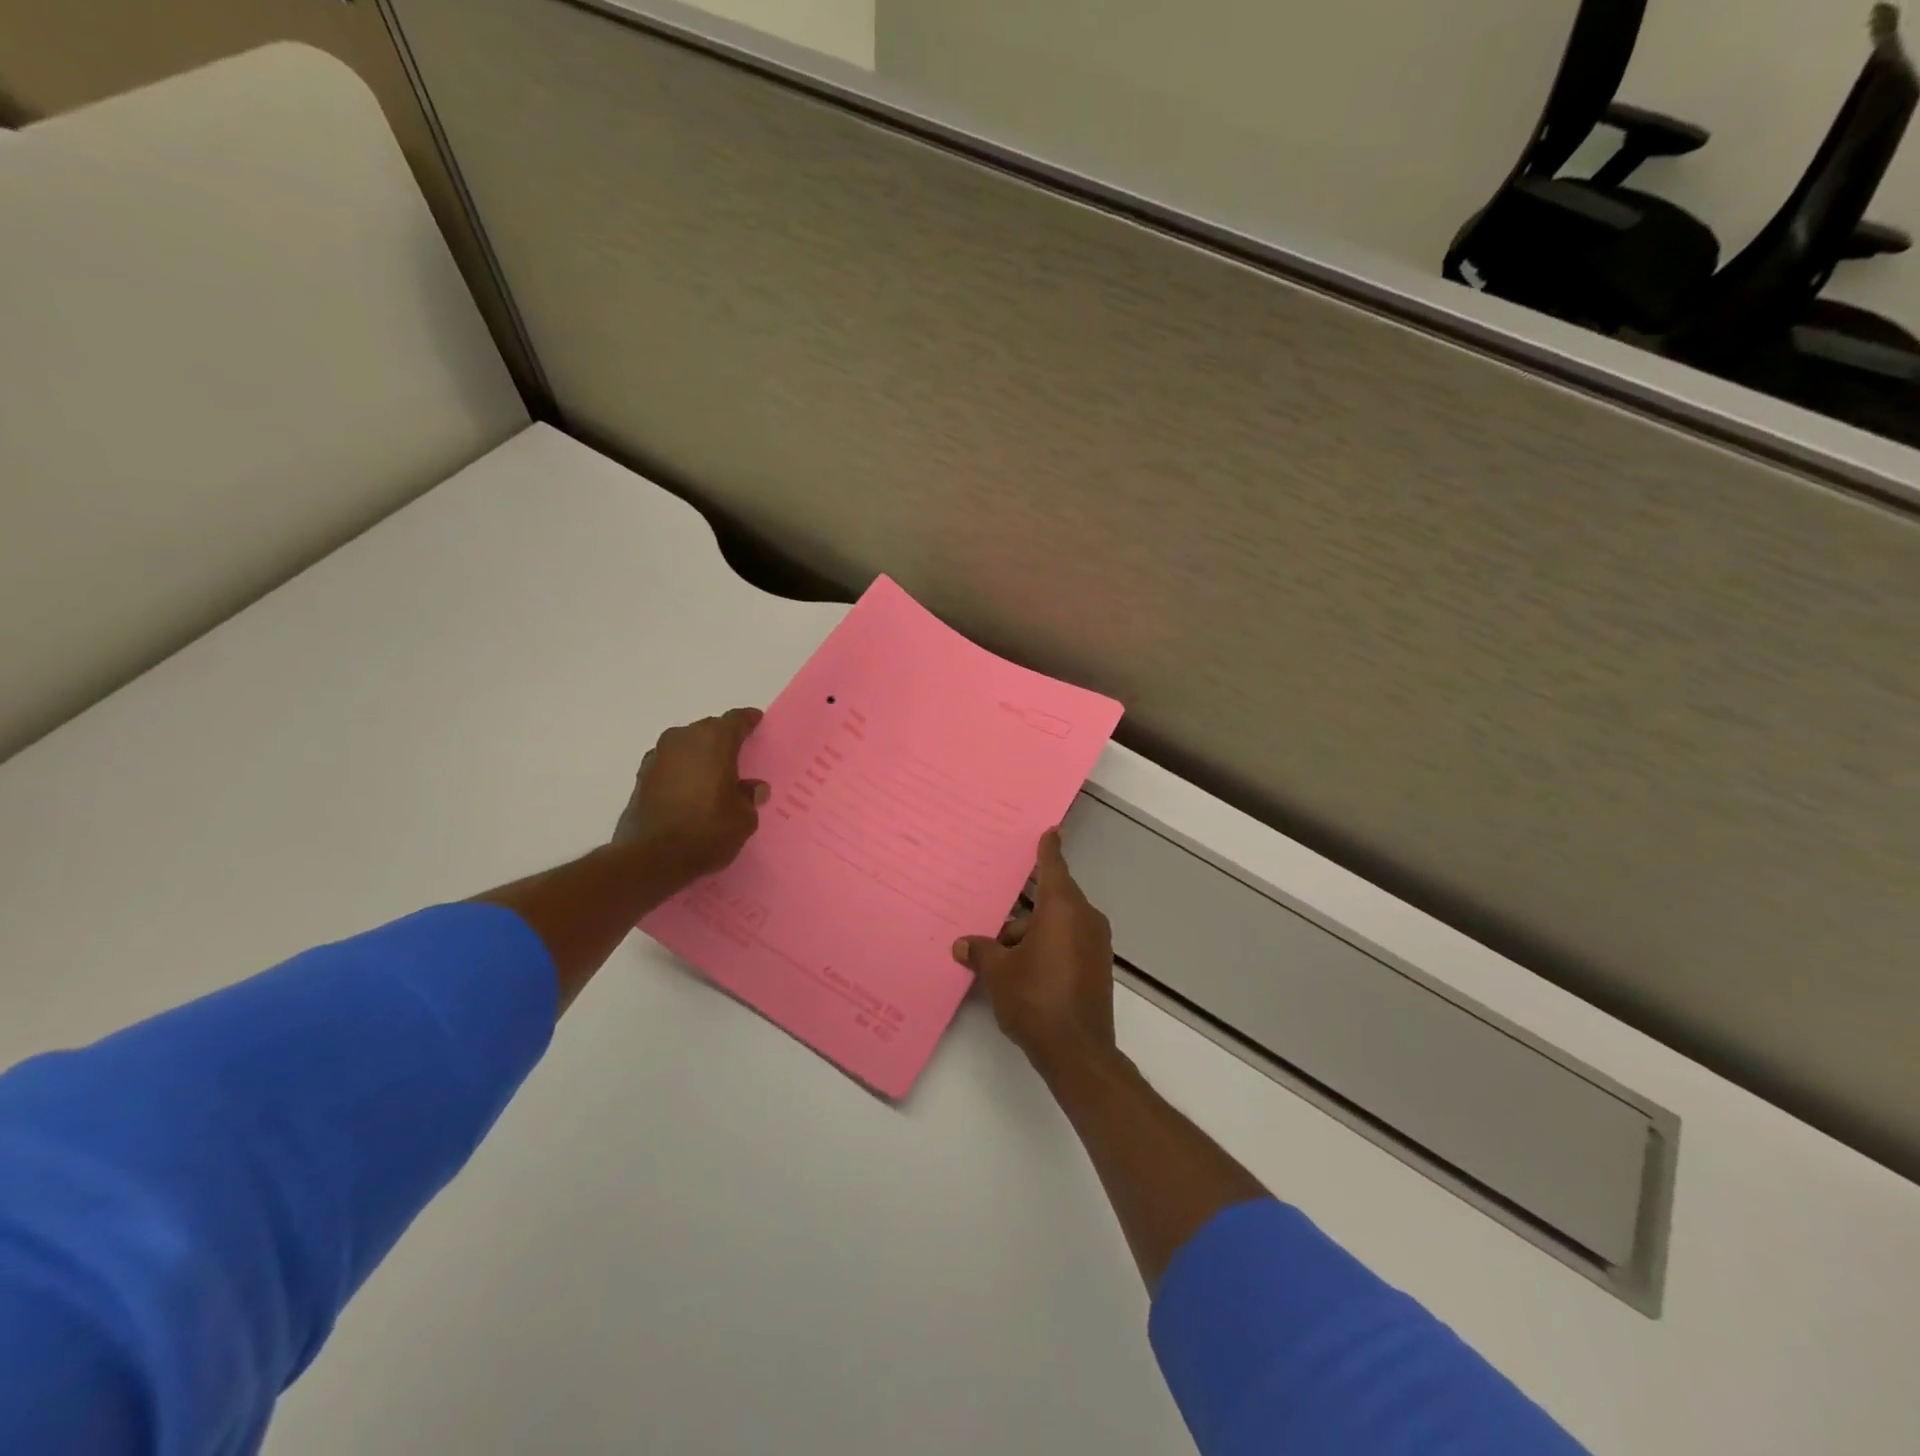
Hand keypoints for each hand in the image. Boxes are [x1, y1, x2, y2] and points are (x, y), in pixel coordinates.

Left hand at [615, 708, 768, 881]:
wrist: (652, 858)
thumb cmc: (707, 831)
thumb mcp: (744, 818)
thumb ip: (749, 797)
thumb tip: (752, 788)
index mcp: (714, 740)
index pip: (736, 720)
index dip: (749, 721)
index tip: (757, 723)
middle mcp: (683, 739)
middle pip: (709, 730)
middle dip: (724, 739)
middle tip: (738, 755)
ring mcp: (658, 756)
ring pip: (687, 746)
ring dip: (700, 756)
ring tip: (714, 775)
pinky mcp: (641, 777)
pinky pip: (670, 764)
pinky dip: (682, 771)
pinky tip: (690, 790)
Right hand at [953, 830, 1117, 1079]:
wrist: (1078, 1052)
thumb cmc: (1035, 999)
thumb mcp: (998, 972)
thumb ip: (981, 951)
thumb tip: (963, 944)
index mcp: (1062, 909)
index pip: (1053, 868)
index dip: (1048, 850)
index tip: (1050, 831)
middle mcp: (1085, 919)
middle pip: (1051, 902)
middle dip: (1022, 914)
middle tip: (994, 922)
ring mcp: (1096, 945)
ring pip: (1058, 926)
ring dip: (1032, 935)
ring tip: (1000, 959)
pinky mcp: (1098, 968)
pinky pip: (1068, 944)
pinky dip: (1047, 948)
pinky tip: (1023, 972)